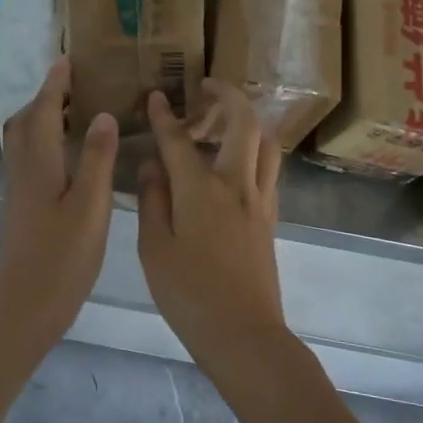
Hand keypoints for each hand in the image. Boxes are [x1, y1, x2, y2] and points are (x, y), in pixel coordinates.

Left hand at [0, 58, 118, 349]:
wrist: (23, 307)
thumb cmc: (62, 258)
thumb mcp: (90, 208)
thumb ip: (97, 160)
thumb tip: (103, 116)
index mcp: (39, 165)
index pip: (45, 111)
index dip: (55, 84)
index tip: (68, 60)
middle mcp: (22, 170)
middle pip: (26, 121)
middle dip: (46, 97)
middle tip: (74, 85)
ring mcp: (17, 190)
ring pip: (22, 140)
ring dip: (41, 118)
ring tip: (72, 113)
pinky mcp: (19, 207)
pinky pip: (26, 158)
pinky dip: (42, 141)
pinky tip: (65, 155)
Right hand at [137, 80, 288, 371]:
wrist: (244, 335)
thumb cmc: (189, 295)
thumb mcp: (154, 249)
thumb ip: (153, 200)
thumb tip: (152, 164)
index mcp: (200, 190)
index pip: (179, 140)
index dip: (164, 115)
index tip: (156, 96)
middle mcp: (235, 184)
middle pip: (242, 124)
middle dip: (227, 96)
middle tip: (208, 88)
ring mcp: (259, 200)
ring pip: (265, 143)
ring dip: (248, 120)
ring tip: (227, 120)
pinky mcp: (270, 218)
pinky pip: (269, 169)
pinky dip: (256, 150)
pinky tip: (238, 162)